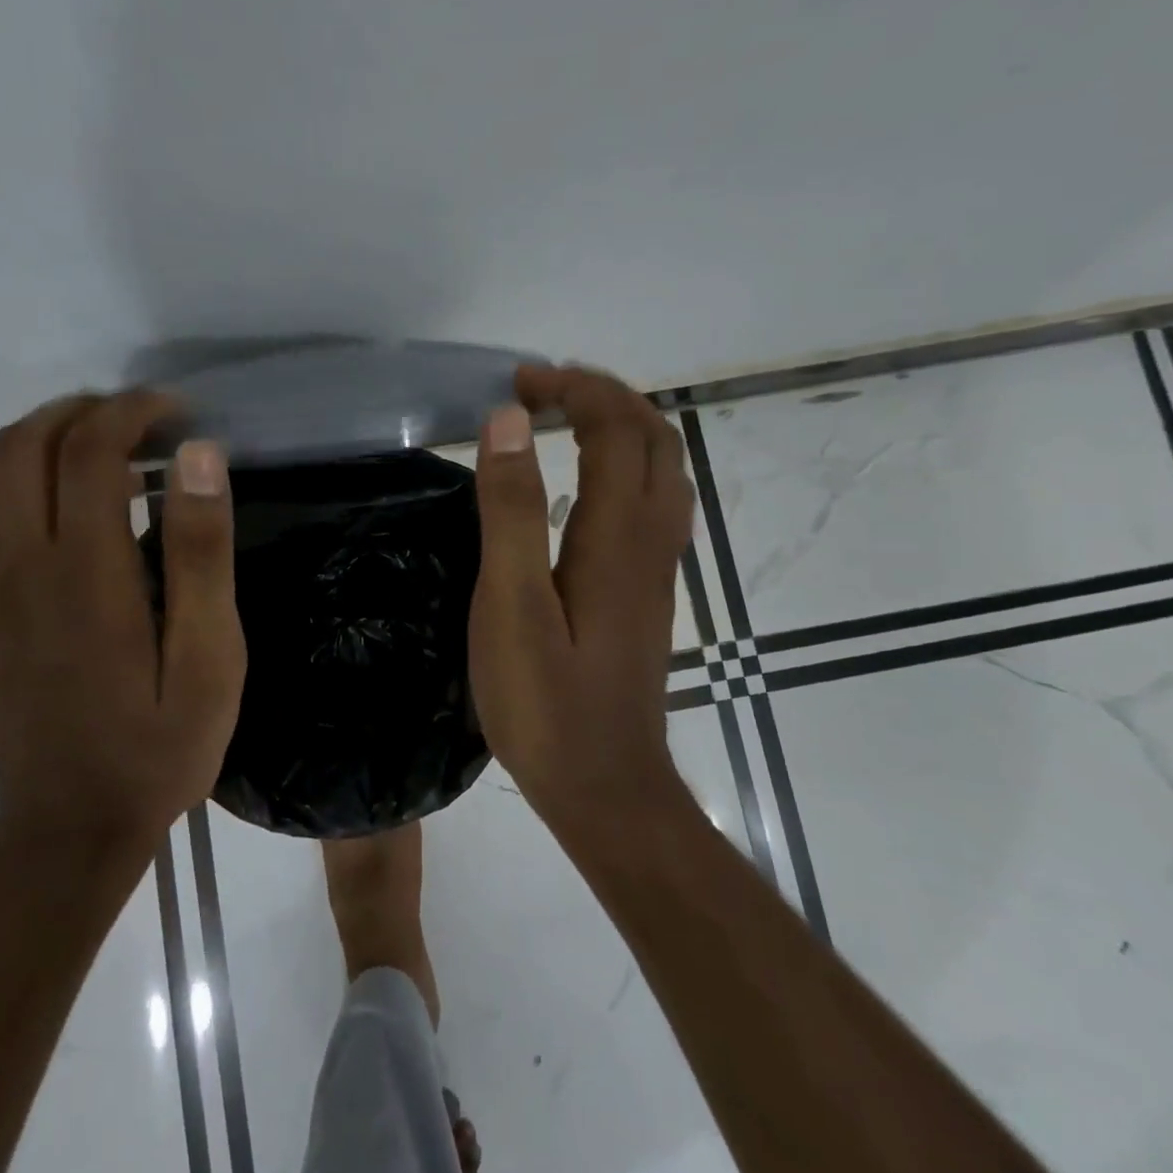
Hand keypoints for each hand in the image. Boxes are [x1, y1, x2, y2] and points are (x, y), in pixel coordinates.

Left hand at [0, 393, 246, 850]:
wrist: (73, 827)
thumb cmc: (158, 743)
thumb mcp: (211, 655)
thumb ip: (201, 553)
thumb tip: (200, 456)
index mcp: (85, 570)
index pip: (89, 449)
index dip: (132, 411)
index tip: (177, 413)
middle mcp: (21, 566)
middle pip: (23, 446)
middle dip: (80, 412)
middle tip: (137, 424)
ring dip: (31, 442)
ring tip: (87, 452)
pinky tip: (27, 508)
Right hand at [468, 366, 695, 833]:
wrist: (605, 789)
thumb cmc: (546, 704)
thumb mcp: (512, 605)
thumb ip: (511, 511)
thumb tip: (509, 422)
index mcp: (617, 535)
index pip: (616, 429)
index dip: (572, 390)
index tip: (517, 383)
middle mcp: (652, 540)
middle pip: (655, 438)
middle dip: (603, 395)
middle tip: (541, 389)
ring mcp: (657, 568)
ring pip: (663, 468)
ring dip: (621, 425)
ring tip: (564, 419)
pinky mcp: (648, 592)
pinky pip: (654, 500)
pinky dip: (625, 464)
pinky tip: (586, 484)